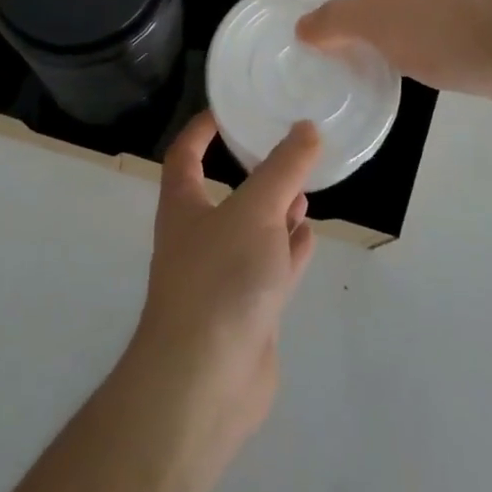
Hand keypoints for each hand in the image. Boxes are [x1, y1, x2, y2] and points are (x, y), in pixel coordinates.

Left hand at [122, 111, 318, 469]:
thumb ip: (283, 169)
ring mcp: (221, 275)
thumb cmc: (220, 278)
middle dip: (252, 171)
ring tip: (305, 187)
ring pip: (251, 230)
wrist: (205, 381)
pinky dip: (288, 248)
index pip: (185, 153)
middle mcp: (197, 235)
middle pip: (223, 192)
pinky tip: (308, 232)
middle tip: (286, 149)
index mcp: (183, 205)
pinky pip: (269, 267)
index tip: (228, 109)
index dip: (201, 129)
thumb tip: (306, 127)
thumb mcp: (255, 210)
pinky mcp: (246, 310)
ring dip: (275, 209)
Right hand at [296, 0, 491, 108]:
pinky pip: (411, 33)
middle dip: (332, 4)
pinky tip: (391, 70)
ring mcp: (440, 6)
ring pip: (387, 10)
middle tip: (309, 37)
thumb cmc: (452, 36)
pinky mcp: (462, 33)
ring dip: (361, 27)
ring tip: (342, 57)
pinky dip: (389, 45)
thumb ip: (339, 23)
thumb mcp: (385, 26)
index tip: (287, 5)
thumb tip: (303, 25)